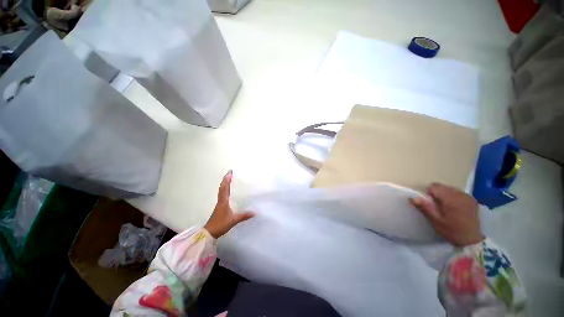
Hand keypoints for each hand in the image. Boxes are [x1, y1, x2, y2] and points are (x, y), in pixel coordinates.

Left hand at [204, 171, 253, 238]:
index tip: (230, 173)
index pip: (225, 188)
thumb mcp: (233, 220)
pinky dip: (224, 190)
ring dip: (224, 184)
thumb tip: (255, 212)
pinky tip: (227, 191)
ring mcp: (219, 204)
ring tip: (229, 179)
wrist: (209, 233)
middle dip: (226, 179)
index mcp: (223, 201)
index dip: (227, 180)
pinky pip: (222, 195)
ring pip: (221, 191)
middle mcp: (221, 200)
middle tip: (230, 173)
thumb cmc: (220, 224)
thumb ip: (244, 216)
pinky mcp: (219, 207)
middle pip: (222, 188)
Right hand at [410, 183, 483, 246]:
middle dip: (437, 194)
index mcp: (450, 198)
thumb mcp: (436, 221)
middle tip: (438, 207)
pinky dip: (453, 197)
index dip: (429, 194)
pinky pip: (458, 193)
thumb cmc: (452, 231)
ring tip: (447, 208)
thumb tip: (412, 198)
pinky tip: (456, 208)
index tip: (431, 205)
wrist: (472, 240)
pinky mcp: (472, 200)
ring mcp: (467, 196)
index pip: (433, 187)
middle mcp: (459, 194)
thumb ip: (425, 207)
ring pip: (450, 189)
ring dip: (445, 195)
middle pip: (442, 187)